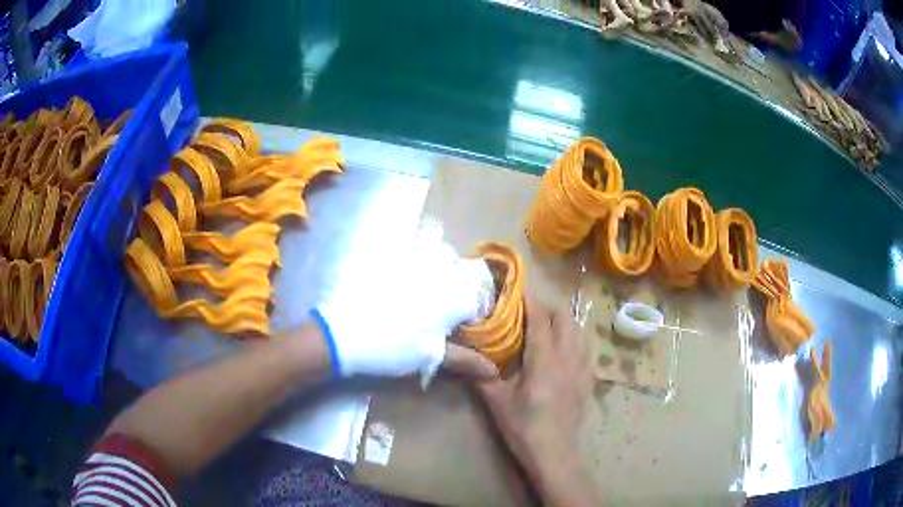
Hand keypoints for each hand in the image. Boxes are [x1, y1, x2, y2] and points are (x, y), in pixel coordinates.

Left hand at [315, 236, 497, 380]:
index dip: (475, 313)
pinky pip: (410, 239)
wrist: (344, 334)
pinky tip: (406, 266)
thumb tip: (492, 371)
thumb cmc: (391, 348)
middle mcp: (439, 273)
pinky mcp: (389, 257)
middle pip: (464, 268)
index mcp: (453, 298)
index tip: (465, 324)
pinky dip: (415, 245)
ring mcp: (413, 260)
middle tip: (450, 301)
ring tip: (431, 279)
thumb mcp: (429, 356)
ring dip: (443, 260)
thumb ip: (463, 359)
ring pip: (440, 247)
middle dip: (463, 282)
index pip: (478, 300)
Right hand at [475, 296, 596, 505]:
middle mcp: (568, 357)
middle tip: (527, 313)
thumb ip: (481, 375)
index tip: (517, 289)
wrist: (554, 453)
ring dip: (563, 323)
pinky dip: (575, 339)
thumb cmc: (524, 427)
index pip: (540, 319)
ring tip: (545, 328)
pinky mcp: (589, 379)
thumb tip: (463, 355)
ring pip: (579, 331)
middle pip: (565, 318)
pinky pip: (586, 348)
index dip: (529, 300)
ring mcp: (583, 368)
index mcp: (545, 360)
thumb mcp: (497, 402)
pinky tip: (564, 351)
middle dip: (547, 308)